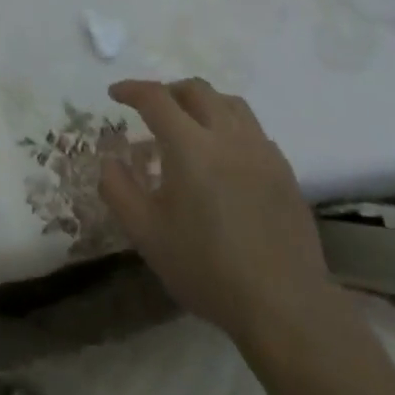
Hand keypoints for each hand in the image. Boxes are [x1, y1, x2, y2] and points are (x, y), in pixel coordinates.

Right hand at [99, 78, 333, 343]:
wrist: (283, 305)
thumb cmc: (206, 268)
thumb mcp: (145, 233)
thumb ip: (118, 189)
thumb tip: (110, 160)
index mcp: (190, 147)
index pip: (156, 98)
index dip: (131, 89)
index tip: (115, 94)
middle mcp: (228, 137)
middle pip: (197, 90)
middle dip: (168, 91)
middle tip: (150, 109)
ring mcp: (262, 152)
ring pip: (231, 104)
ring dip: (203, 103)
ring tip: (188, 124)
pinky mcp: (284, 171)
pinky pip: (253, 130)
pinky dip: (230, 126)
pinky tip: (223, 155)